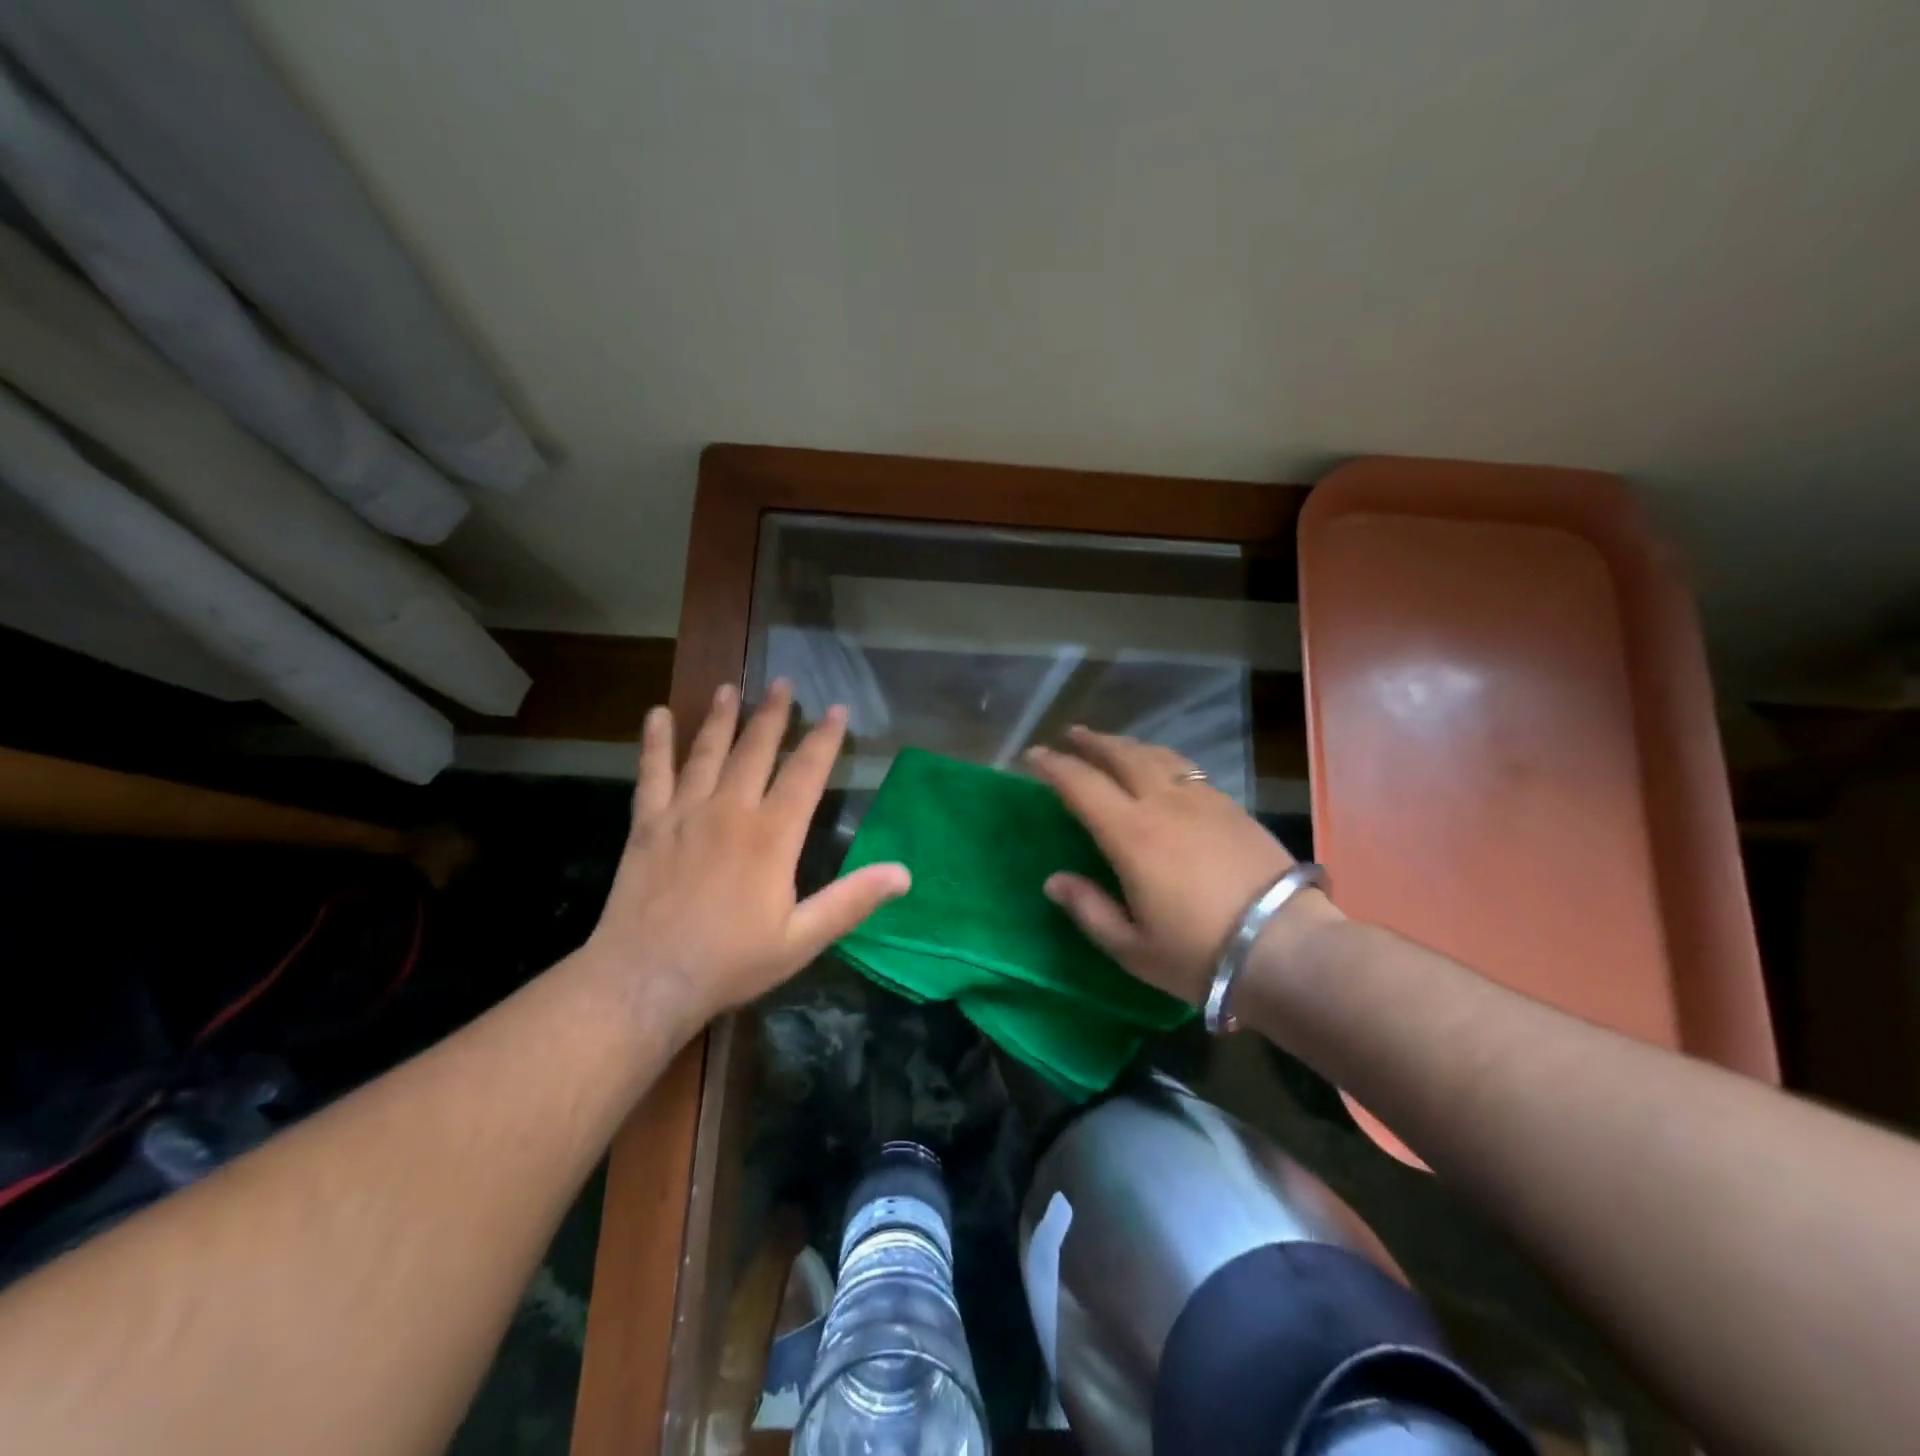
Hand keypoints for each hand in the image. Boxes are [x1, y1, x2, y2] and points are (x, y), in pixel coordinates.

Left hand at [582, 681, 909, 1032]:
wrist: (646, 980)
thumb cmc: (730, 962)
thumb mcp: (802, 939)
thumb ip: (851, 900)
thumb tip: (904, 873)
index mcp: (772, 835)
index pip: (806, 773)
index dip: (823, 739)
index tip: (836, 708)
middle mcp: (731, 810)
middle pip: (756, 750)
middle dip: (773, 714)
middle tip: (782, 682)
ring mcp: (685, 813)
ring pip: (708, 752)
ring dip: (721, 718)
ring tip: (730, 689)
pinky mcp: (648, 824)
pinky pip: (652, 773)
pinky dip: (655, 743)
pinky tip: (657, 715)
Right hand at [1027, 726, 1339, 1003]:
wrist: (1288, 948)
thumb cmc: (1200, 954)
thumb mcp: (1132, 947)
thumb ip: (1088, 909)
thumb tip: (1054, 881)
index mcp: (1131, 834)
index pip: (1081, 785)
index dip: (1053, 766)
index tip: (1033, 755)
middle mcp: (1164, 804)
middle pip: (1121, 756)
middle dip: (1092, 742)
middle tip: (1071, 735)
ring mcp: (1203, 800)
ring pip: (1158, 756)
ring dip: (1128, 745)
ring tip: (1113, 744)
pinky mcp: (1233, 807)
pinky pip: (1188, 769)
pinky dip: (1164, 759)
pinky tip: (1164, 768)